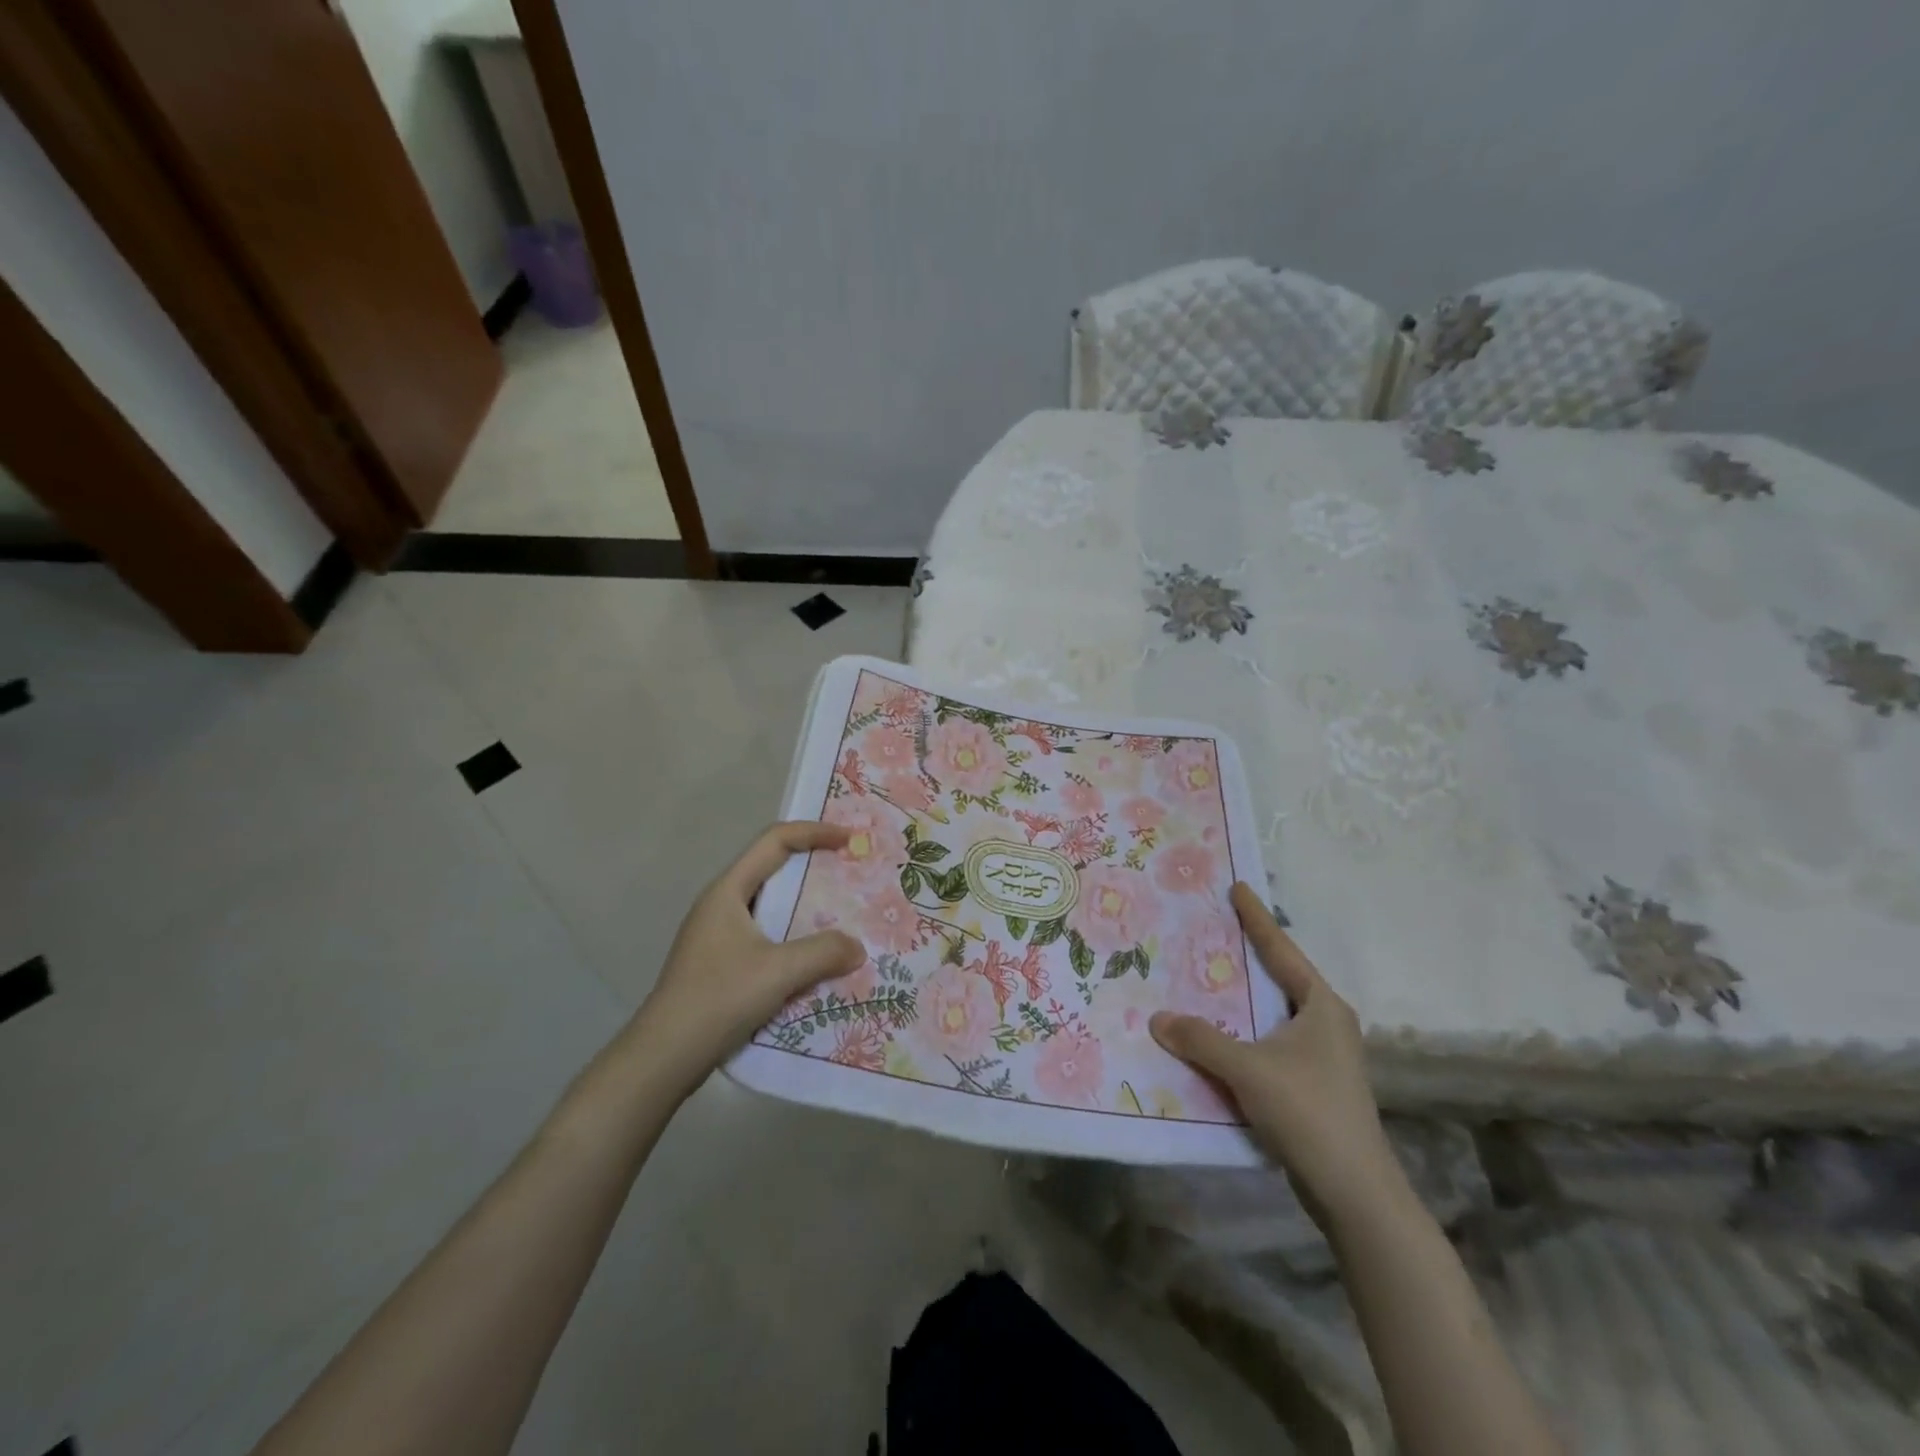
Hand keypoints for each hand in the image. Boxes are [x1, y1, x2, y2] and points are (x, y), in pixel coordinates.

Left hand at [631, 821, 865, 1092]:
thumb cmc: (718, 999)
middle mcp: (721, 905)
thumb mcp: (778, 972)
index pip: (774, 842)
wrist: (663, 1057)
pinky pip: (766, 936)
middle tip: (851, 875)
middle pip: (772, 869)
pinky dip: (794, 937)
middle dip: (813, 867)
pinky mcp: (720, 964)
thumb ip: (823, 953)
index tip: (850, 840)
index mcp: (727, 891)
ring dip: (805, 907)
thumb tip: (857, 947)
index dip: (814, 833)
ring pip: (770, 906)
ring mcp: (718, 935)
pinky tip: (815, 959)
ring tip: (842, 916)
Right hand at [1150, 883, 1403, 1228]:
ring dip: (1244, 999)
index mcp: (1322, 1006)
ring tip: (1208, 978)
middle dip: (1249, 955)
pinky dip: (1246, 1032)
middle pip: (1281, 977)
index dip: (1257, 918)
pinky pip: (1272, 1042)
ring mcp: (1324, 1056)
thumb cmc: (1308, 1112)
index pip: (1282, 950)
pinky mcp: (1315, 1084)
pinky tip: (1221, 1035)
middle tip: (1215, 929)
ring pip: (1275, 1013)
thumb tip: (1158, 1018)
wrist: (1355, 1192)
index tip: (1238, 888)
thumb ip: (1200, 1040)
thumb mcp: (1247, 1070)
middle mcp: (1328, 1023)